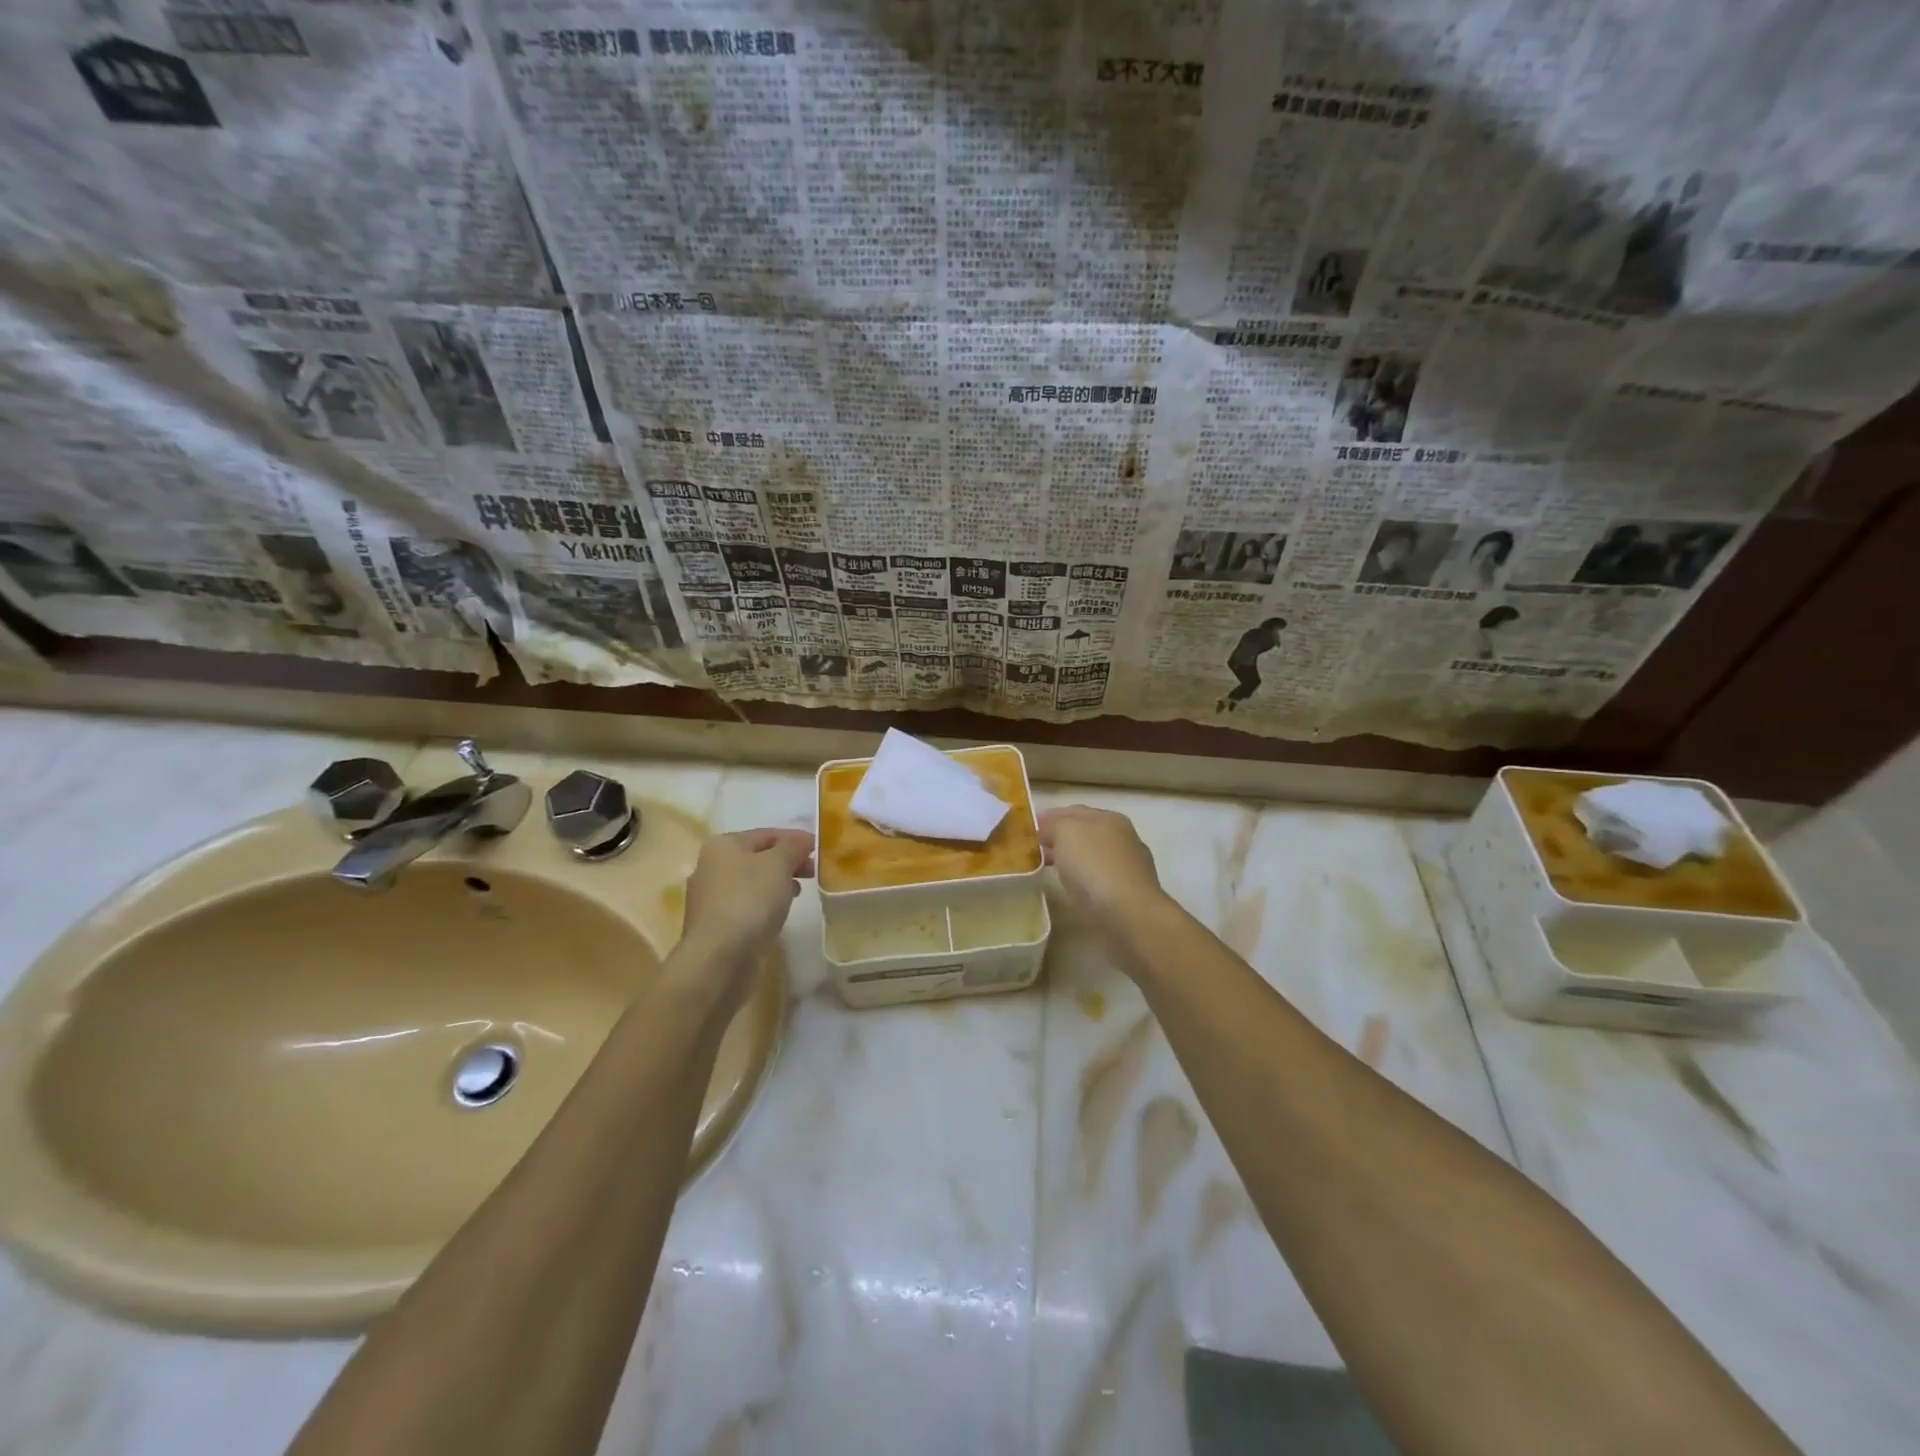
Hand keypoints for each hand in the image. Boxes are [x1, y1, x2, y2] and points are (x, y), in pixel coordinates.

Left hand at [674, 829, 813, 1005]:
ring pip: (752, 882)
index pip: (766, 834)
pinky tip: (780, 913)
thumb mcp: (779, 864)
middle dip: (787, 861)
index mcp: (723, 845)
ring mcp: (710, 898)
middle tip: (813, 872)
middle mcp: (711, 867)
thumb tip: (804, 840)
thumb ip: (794, 847)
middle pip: (758, 857)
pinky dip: (765, 904)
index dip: (795, 838)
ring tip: (799, 892)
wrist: (719, 958)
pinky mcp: (715, 925)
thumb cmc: (750, 900)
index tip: (820, 848)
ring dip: (777, 883)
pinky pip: (746, 905)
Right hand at [1038, 806, 1162, 931]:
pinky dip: (1081, 881)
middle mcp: (1122, 839)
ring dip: (1069, 861)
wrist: (1129, 916)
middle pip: (1083, 834)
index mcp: (1110, 818)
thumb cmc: (1095, 867)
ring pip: (1090, 858)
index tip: (1026, 829)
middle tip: (1031, 851)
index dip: (1048, 818)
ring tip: (1045, 870)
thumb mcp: (1066, 832)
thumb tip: (1046, 828)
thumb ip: (1053, 824)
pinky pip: (1096, 881)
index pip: (1073, 811)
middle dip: (1058, 840)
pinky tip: (1070, 889)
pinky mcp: (1127, 896)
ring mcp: (1127, 868)